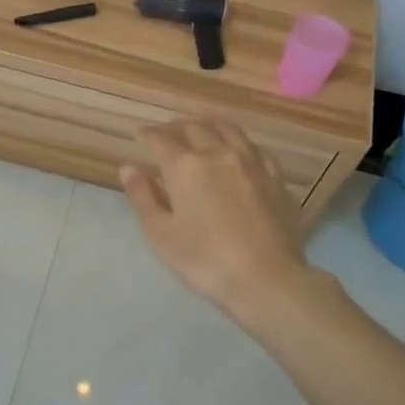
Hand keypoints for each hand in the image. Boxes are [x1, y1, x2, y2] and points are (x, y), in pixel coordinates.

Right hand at [120, 119, 310, 322]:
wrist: (267, 279)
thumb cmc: (205, 260)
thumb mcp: (161, 234)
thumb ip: (143, 197)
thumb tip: (129, 168)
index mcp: (185, 166)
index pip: (161, 139)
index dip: (147, 135)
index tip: (140, 135)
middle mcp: (219, 153)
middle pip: (194, 127)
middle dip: (176, 127)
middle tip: (167, 135)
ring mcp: (252, 162)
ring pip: (228, 128)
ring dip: (208, 125)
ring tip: (200, 131)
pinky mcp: (275, 177)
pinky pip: (253, 147)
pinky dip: (237, 142)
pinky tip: (236, 152)